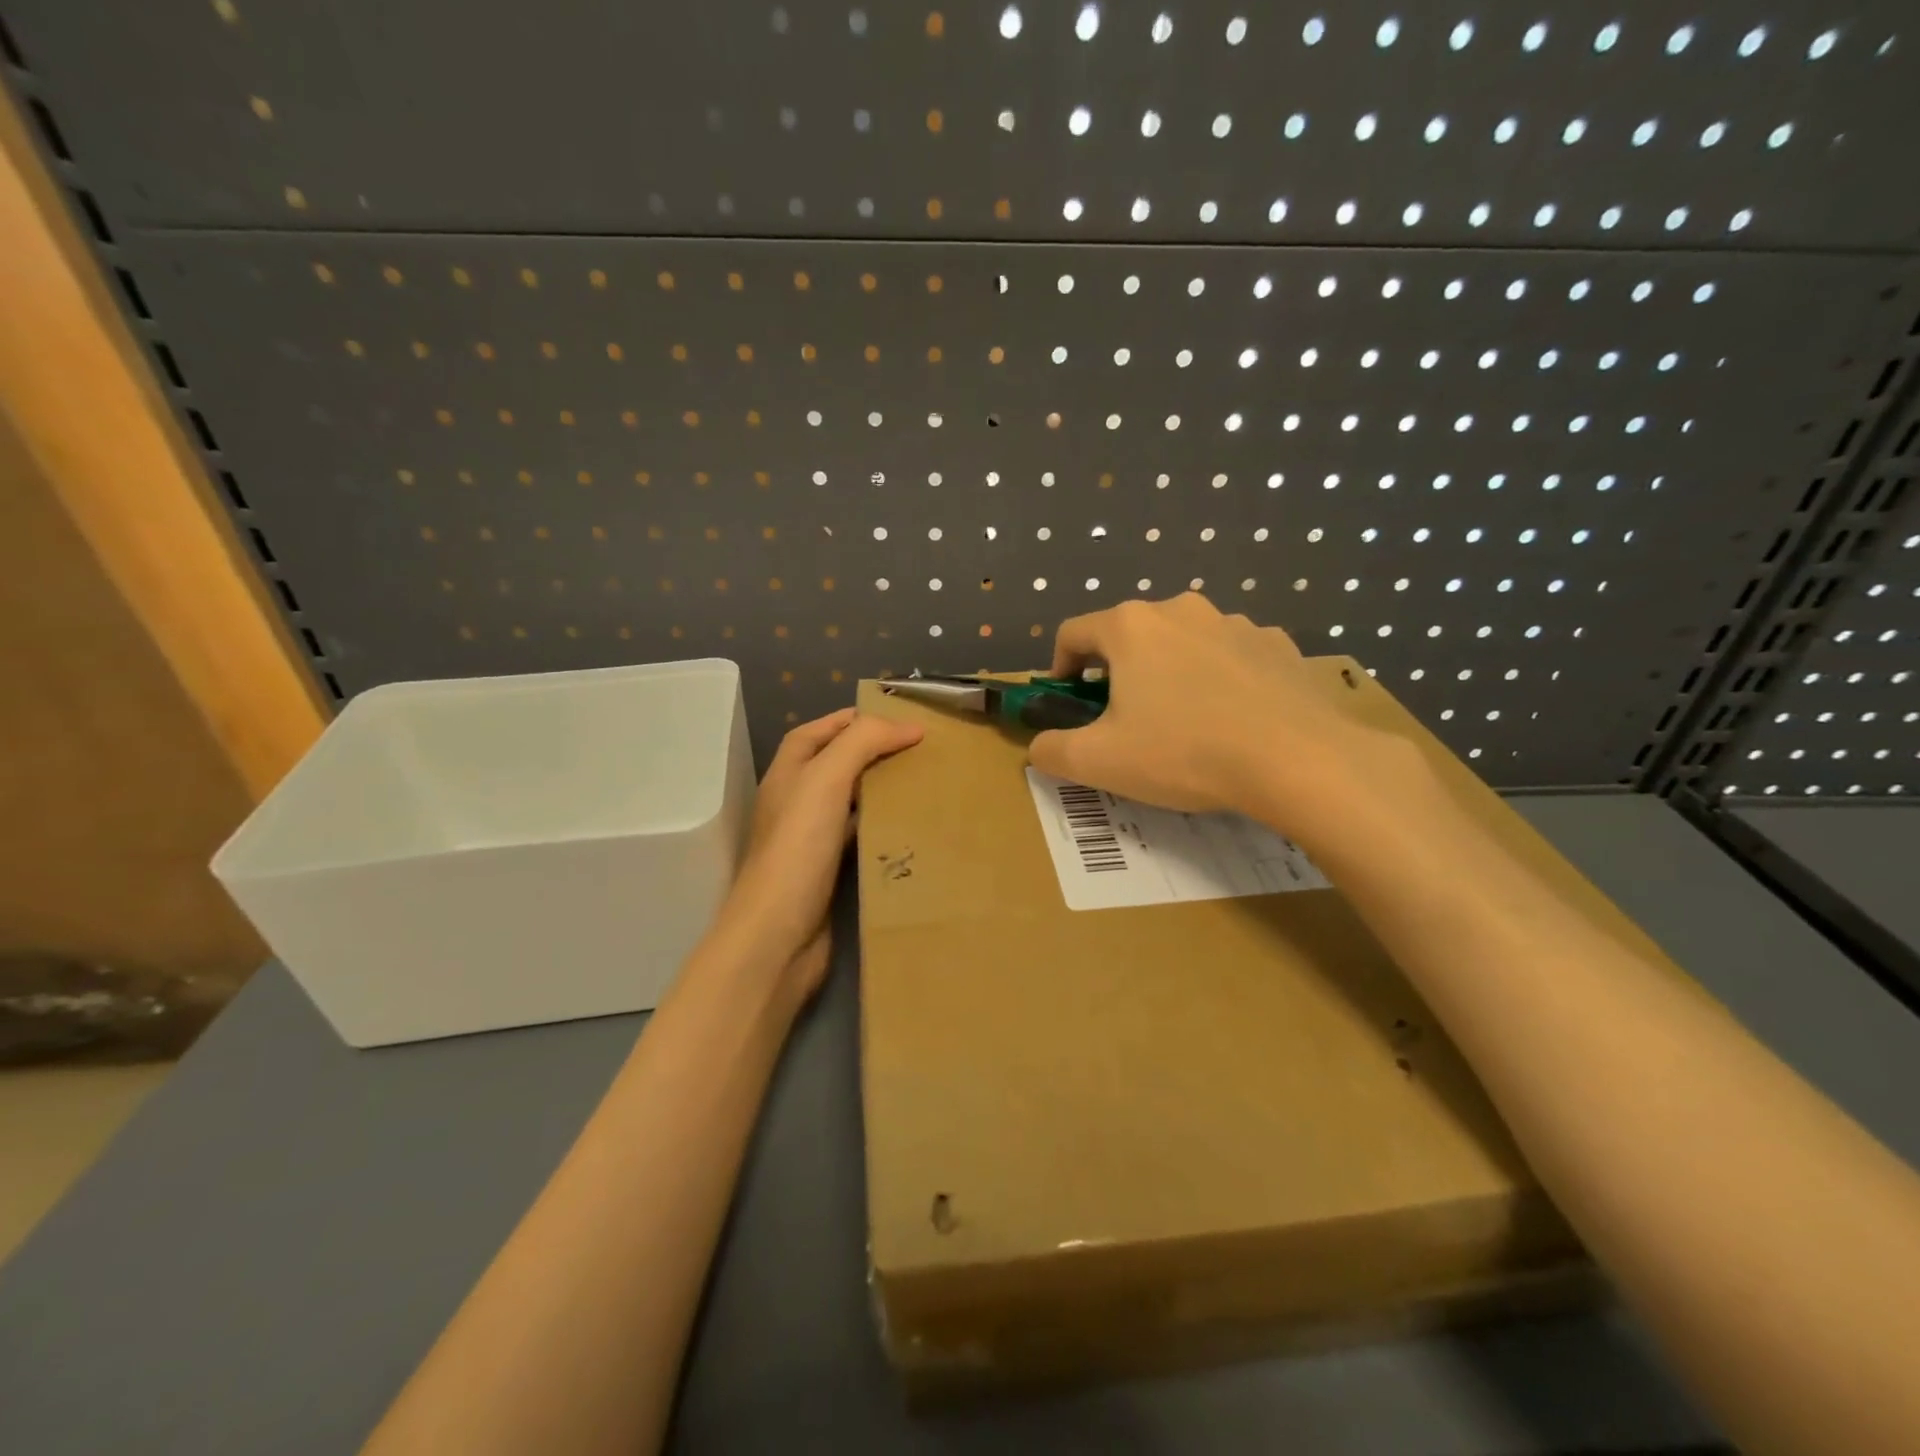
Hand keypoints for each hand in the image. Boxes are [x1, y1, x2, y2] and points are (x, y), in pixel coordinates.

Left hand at [714, 709, 922, 999]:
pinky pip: (858, 837)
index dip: (853, 719)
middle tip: (919, 749)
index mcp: (787, 773)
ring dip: (880, 788)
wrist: (777, 936)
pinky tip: (909, 826)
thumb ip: (863, 743)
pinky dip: (881, 826)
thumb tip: (910, 726)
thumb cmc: (798, 849)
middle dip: (873, 751)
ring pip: (849, 801)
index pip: (818, 731)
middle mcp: (795, 801)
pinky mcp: (826, 873)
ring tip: (923, 781)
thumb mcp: (826, 781)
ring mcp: (809, 839)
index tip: (898, 717)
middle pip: (835, 764)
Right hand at [1027, 593, 1420, 842]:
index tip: (1068, 701)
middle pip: (1129, 635)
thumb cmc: (1183, 752)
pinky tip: (1231, 719)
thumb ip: (1052, 752)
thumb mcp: (1099, 762)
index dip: (1059, 667)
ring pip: (1181, 643)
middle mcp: (1180, 610)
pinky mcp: (1277, 644)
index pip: (1073, 633)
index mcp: (1130, 628)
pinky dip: (1218, 679)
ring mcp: (1234, 623)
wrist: (1297, 760)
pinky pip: (1230, 656)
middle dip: (1117, 672)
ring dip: (1168, 673)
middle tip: (1124, 720)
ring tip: (1182, 723)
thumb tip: (1038, 748)